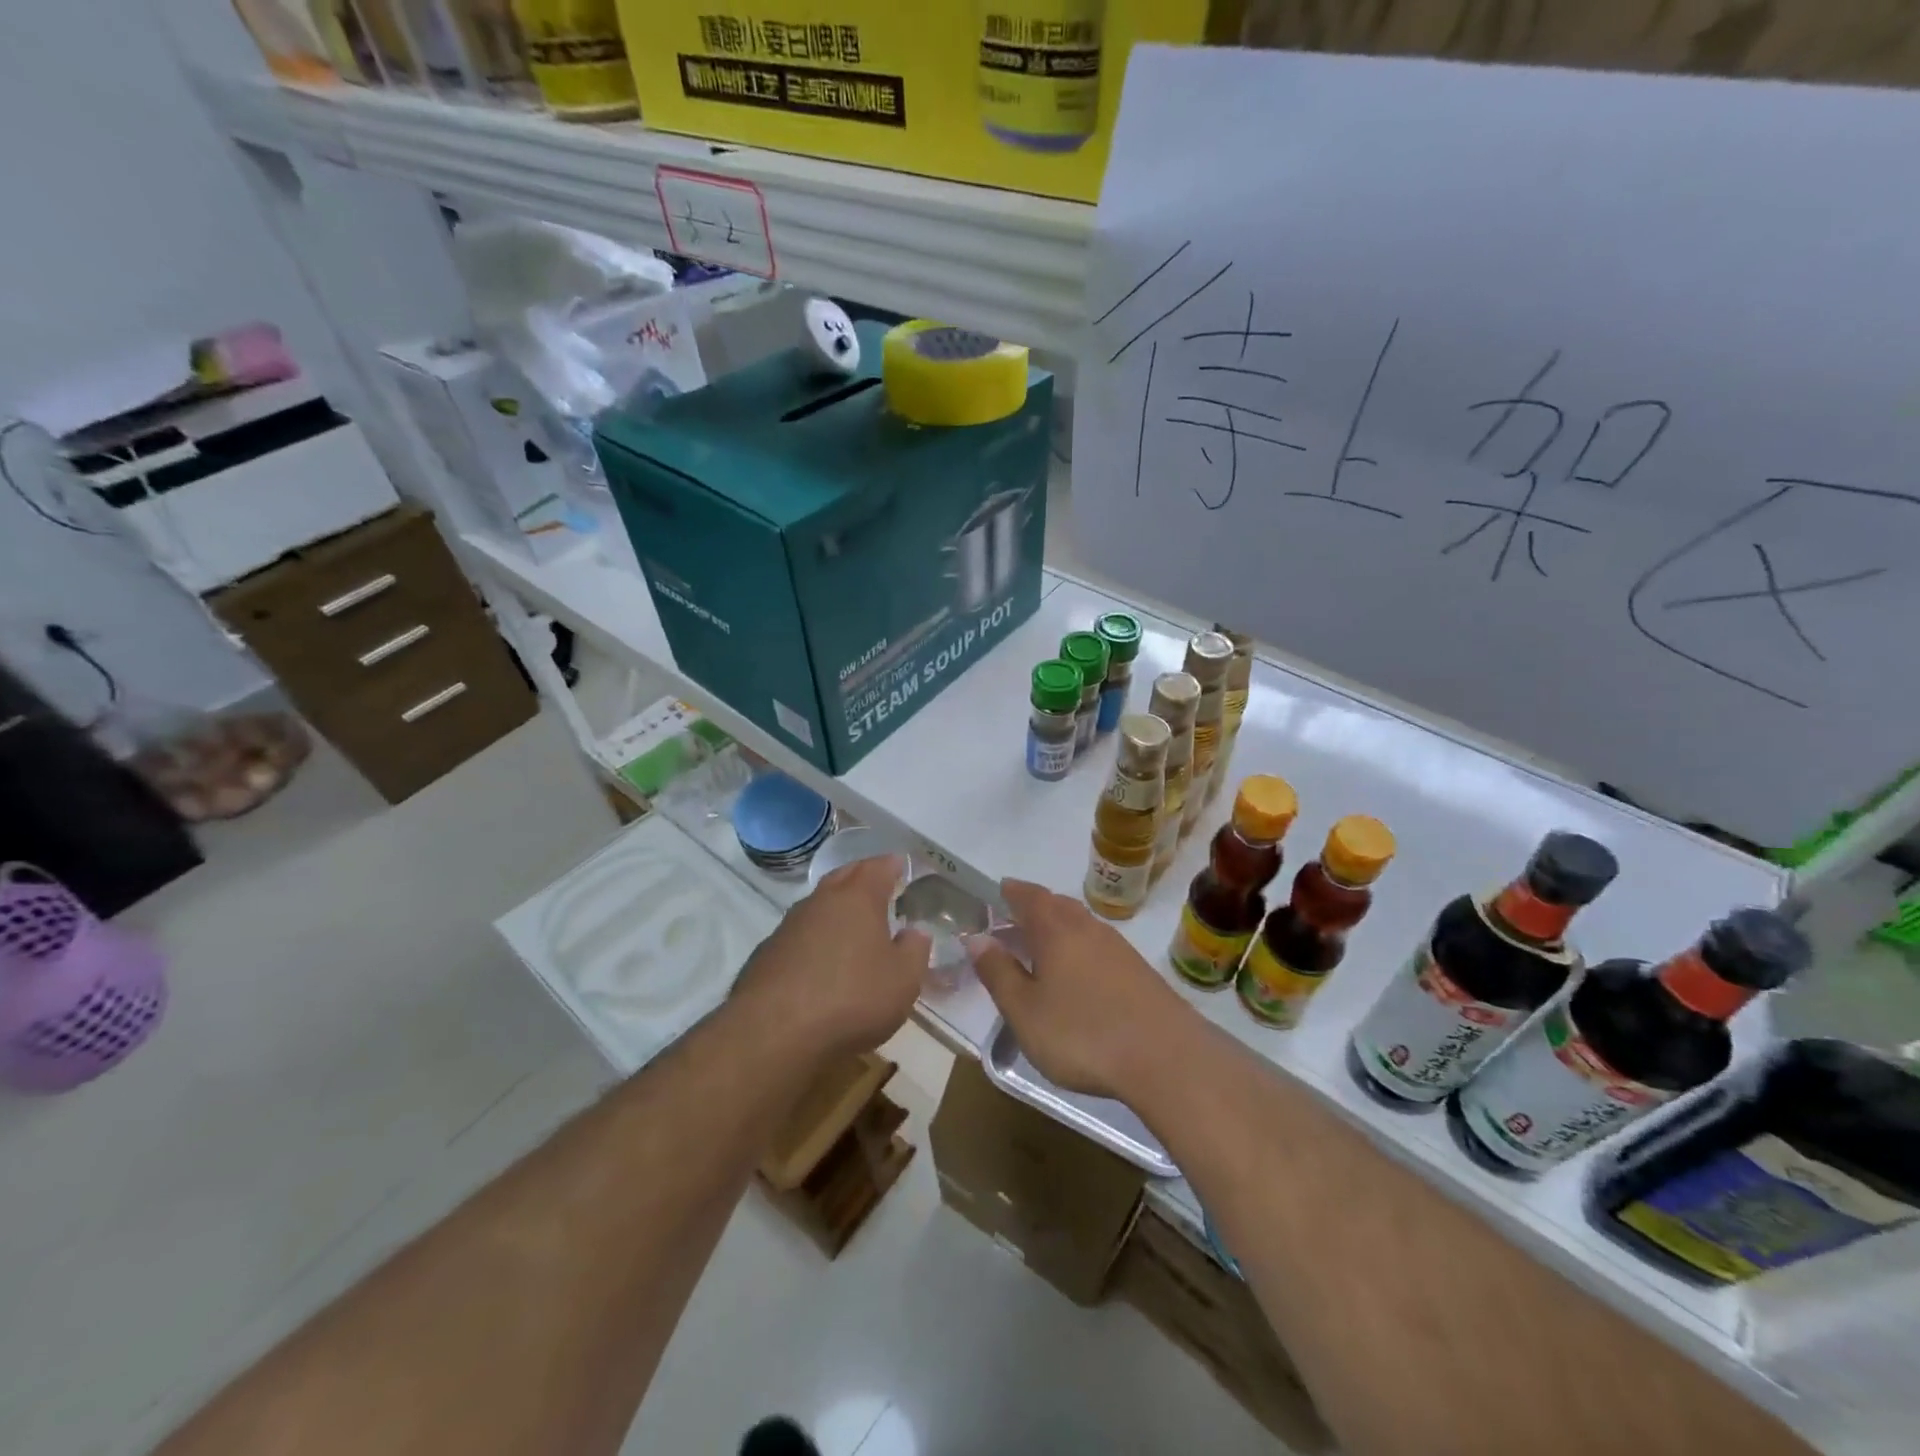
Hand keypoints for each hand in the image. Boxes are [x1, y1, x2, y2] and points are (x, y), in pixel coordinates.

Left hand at [731, 855, 929, 1061]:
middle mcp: (820, 902)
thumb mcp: (903, 980)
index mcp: (857, 898)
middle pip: (843, 877)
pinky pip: (798, 935)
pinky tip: (820, 961)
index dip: (891, 865)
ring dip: (834, 909)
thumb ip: (914, 950)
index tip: (900, 865)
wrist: (773, 1034)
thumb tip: (914, 932)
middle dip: (861, 877)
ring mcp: (788, 927)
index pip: (877, 868)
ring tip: (851, 924)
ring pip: (817, 906)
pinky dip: (814, 938)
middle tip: (877, 885)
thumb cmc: (851, 998)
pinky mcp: (766, 955)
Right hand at [969, 878, 1195, 1099]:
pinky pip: (1097, 945)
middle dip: (1033, 907)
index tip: (998, 891)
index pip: (1028, 896)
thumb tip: (977, 939)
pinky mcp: (1137, 970)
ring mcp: (1117, 947)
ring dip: (1057, 928)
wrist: (1166, 1058)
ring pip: (1080, 924)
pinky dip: (1078, 948)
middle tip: (1012, 921)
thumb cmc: (1082, 1033)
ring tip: (1040, 948)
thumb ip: (998, 973)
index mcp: (1055, 929)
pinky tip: (1076, 975)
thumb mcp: (1025, 1011)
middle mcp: (1087, 927)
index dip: (1011, 892)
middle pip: (1057, 905)